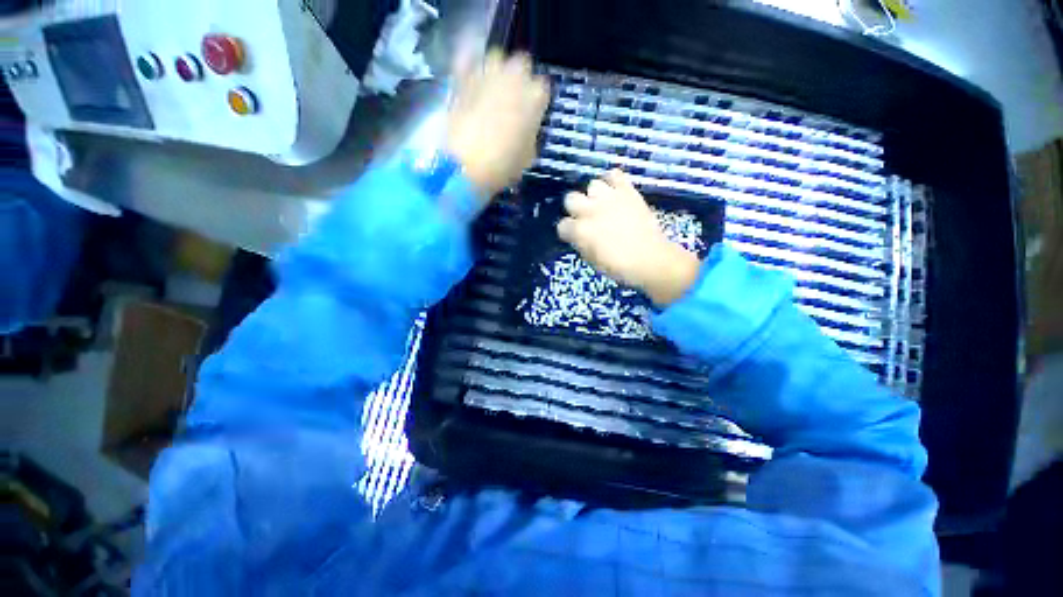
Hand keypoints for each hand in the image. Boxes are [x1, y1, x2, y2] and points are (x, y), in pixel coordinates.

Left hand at [446, 50, 550, 196]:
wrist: (466, 165)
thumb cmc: (504, 165)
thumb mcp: (528, 156)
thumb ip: (530, 135)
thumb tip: (526, 130)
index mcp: (536, 96)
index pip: (542, 88)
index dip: (536, 102)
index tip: (531, 115)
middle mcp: (515, 76)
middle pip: (521, 65)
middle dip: (518, 79)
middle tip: (511, 101)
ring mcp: (487, 72)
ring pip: (496, 58)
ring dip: (496, 71)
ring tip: (490, 91)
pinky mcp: (462, 76)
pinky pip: (468, 60)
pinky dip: (470, 67)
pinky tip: (470, 79)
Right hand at [558, 170, 702, 306]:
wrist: (650, 259)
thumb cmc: (619, 266)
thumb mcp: (592, 260)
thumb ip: (581, 244)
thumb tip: (578, 236)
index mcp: (580, 231)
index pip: (562, 225)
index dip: (568, 231)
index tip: (574, 236)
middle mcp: (590, 211)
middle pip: (570, 198)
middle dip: (575, 209)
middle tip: (586, 217)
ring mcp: (609, 198)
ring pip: (592, 185)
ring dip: (594, 195)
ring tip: (602, 204)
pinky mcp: (627, 191)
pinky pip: (614, 174)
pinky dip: (612, 180)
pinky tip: (614, 191)